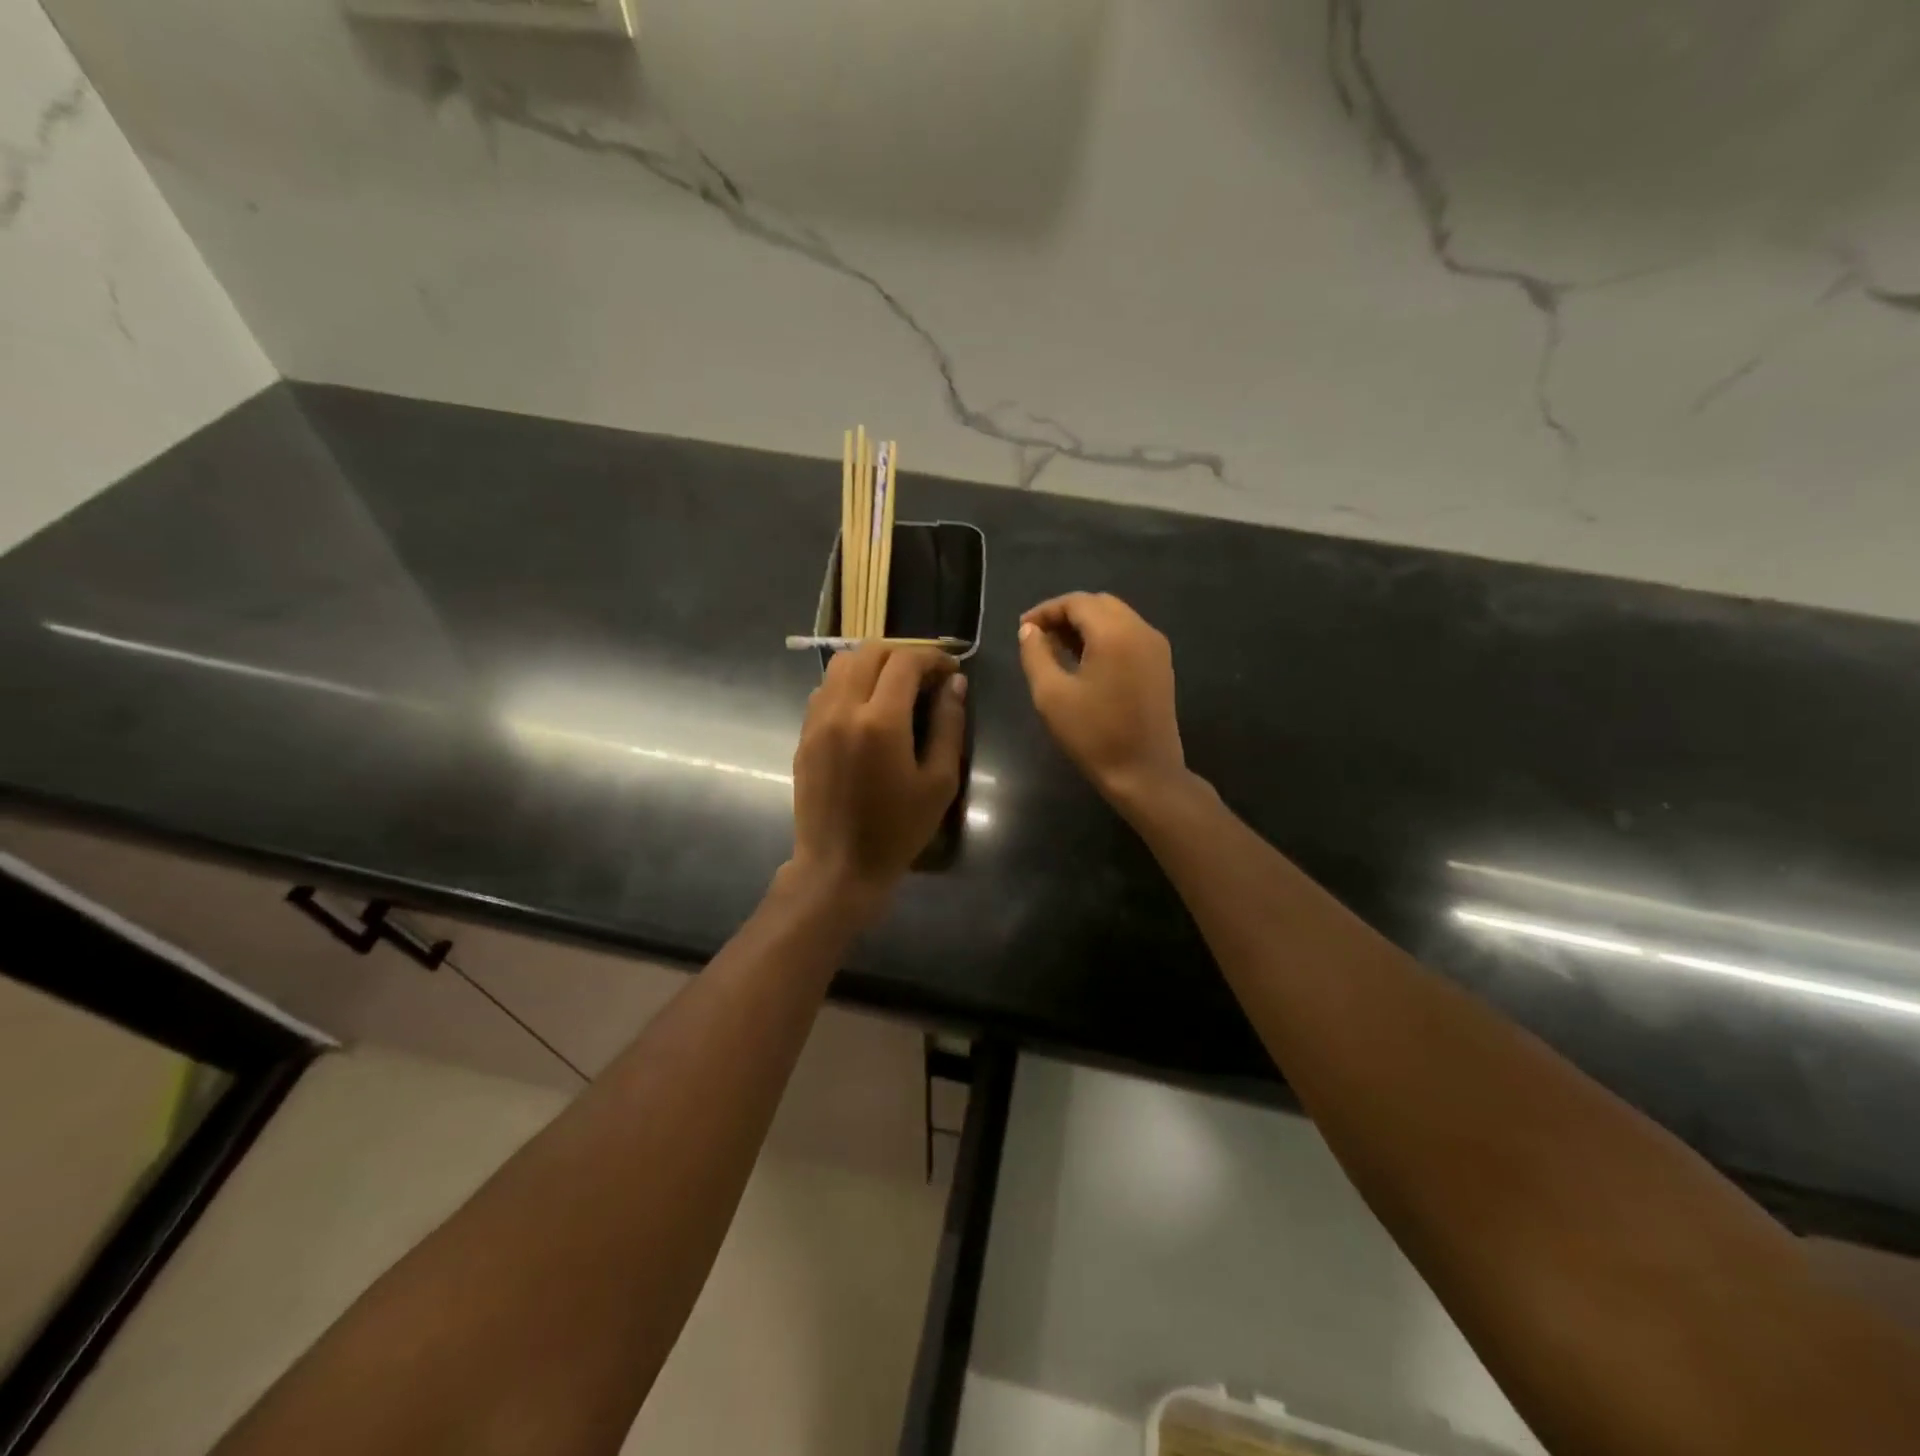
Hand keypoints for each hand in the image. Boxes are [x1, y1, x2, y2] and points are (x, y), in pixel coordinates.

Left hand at [789, 643, 966, 901]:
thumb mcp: (938, 782)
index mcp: (880, 721)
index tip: (950, 669)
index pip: (905, 662)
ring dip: (872, 664)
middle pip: (869, 652)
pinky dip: (849, 683)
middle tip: (925, 676)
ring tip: (895, 687)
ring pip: (841, 665)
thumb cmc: (898, 830)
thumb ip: (948, 726)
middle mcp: (842, 709)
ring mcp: (817, 721)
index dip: (932, 657)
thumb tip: (954, 684)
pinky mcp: (804, 735)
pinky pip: (825, 689)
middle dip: (902, 654)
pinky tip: (866, 709)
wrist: (839, 866)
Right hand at [1018, 593, 1186, 808]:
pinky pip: (1129, 635)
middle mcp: (1140, 630)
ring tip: (1057, 649)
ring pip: (1116, 618)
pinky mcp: (1161, 665)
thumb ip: (1036, 654)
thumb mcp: (1051, 694)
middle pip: (1099, 604)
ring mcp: (1155, 647)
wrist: (1144, 773)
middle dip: (1066, 614)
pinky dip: (1104, 638)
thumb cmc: (1093, 734)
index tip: (1023, 629)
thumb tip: (1030, 630)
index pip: (1076, 602)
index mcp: (1114, 633)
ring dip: (1086, 625)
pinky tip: (1085, 662)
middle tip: (1039, 638)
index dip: (1046, 610)